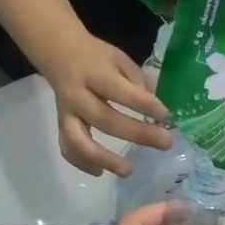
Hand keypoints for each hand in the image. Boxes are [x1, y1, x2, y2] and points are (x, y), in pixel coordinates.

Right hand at [44, 33, 172, 177]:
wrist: (58, 52)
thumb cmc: (95, 56)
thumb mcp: (119, 58)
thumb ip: (137, 81)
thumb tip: (156, 110)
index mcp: (95, 73)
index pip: (121, 92)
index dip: (144, 105)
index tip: (166, 116)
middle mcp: (77, 95)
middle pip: (105, 119)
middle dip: (137, 134)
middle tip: (165, 143)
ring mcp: (67, 113)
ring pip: (79, 140)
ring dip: (103, 158)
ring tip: (128, 171)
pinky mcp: (61, 125)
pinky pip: (67, 147)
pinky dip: (81, 162)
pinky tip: (100, 172)